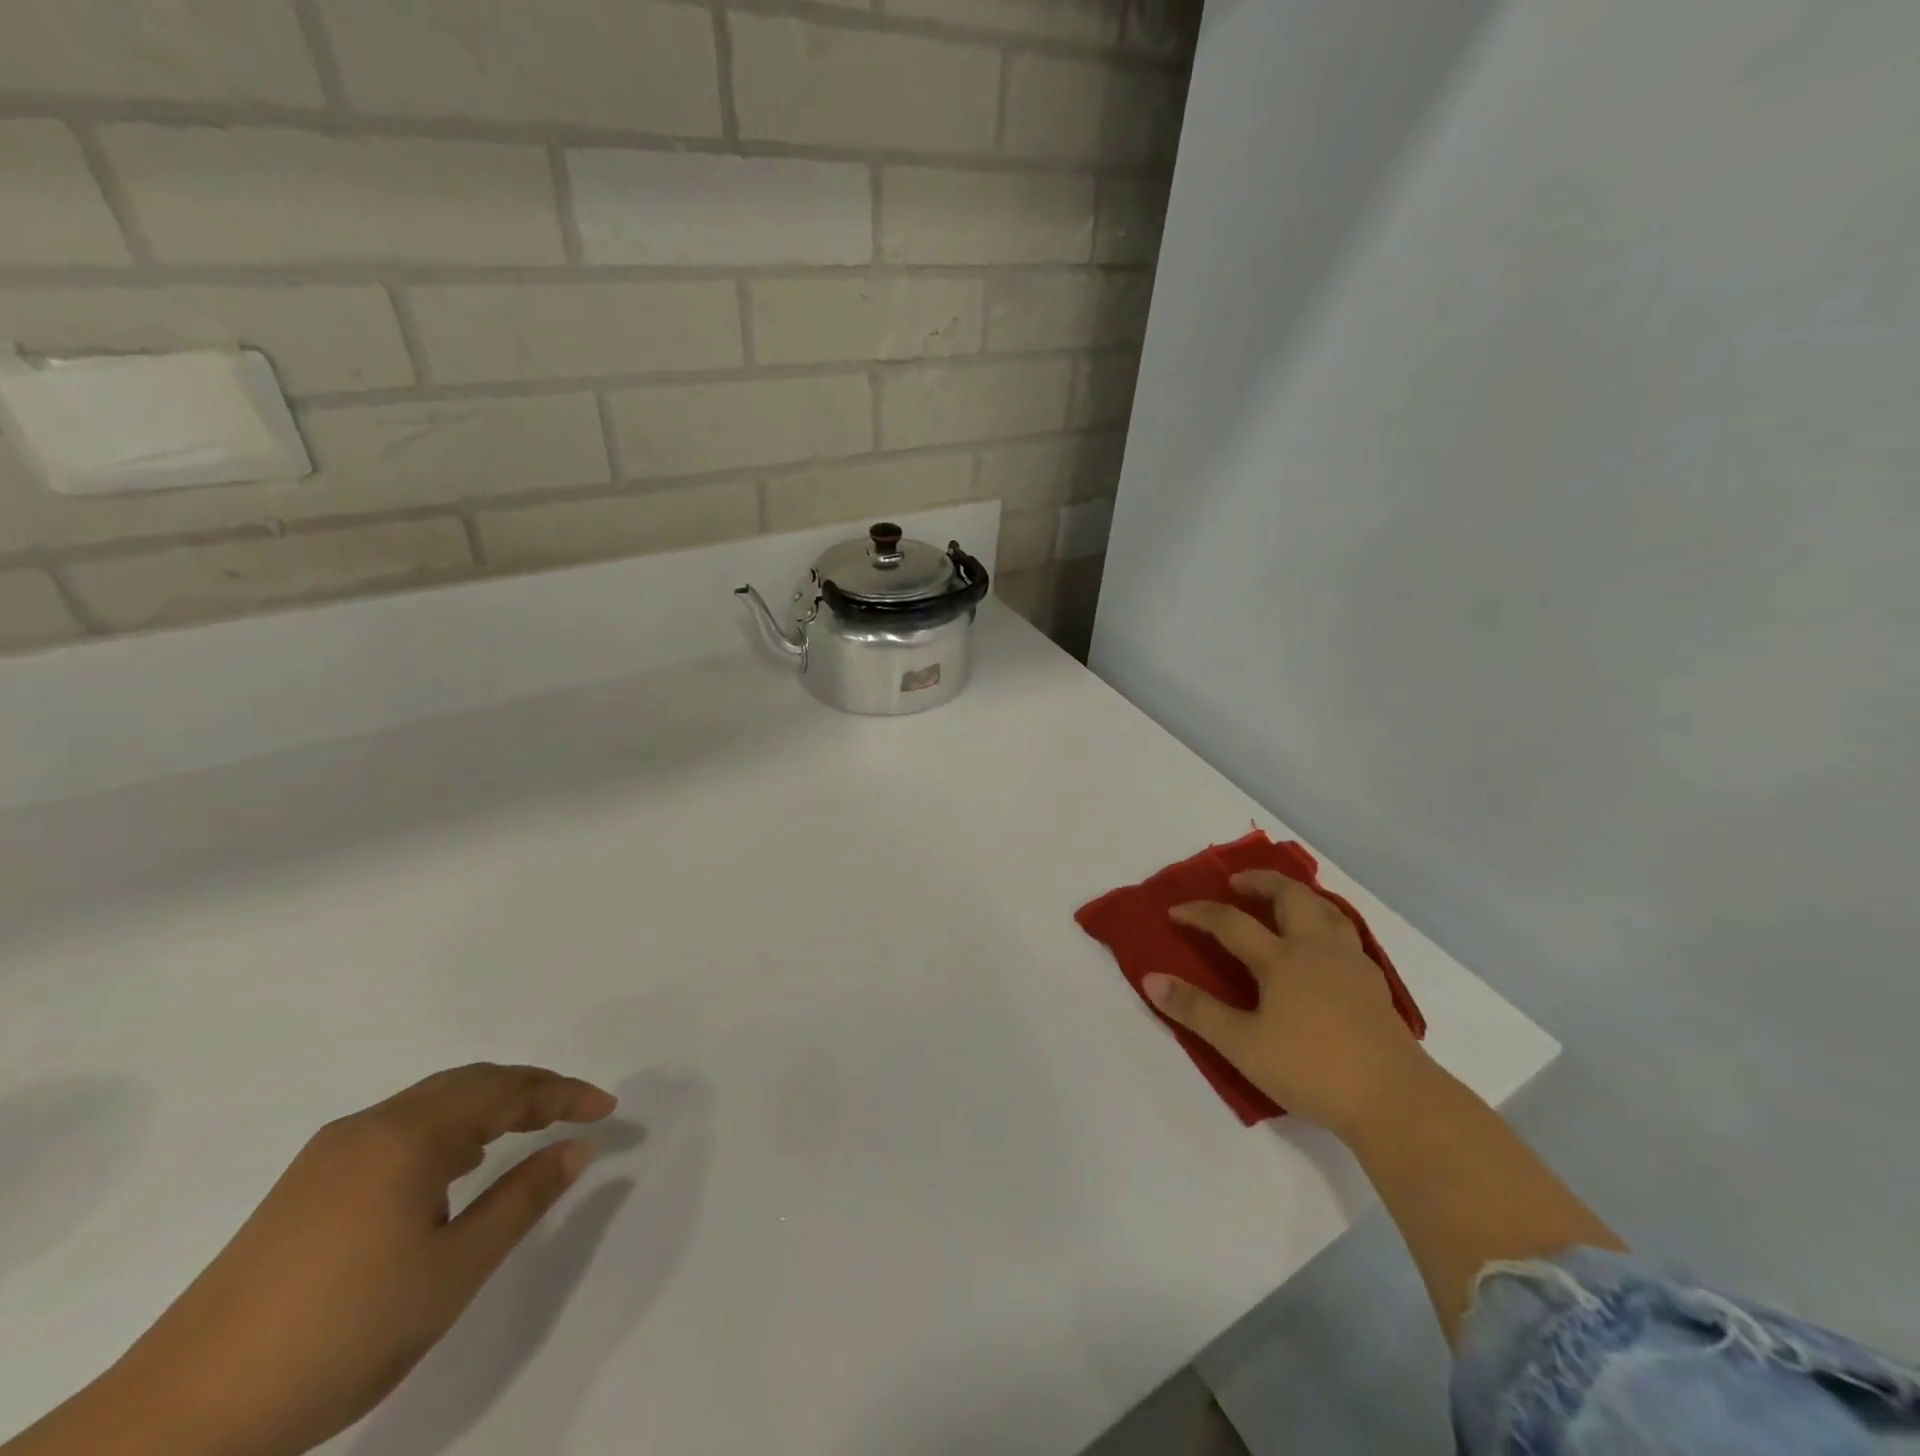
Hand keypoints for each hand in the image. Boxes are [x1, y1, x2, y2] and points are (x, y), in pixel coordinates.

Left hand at [13, 1064, 616, 1455]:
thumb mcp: (453, 1269)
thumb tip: (577, 1147)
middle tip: (574, 1112)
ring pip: (431, 1104)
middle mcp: (371, 1126)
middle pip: (469, 1083)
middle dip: (530, 1090)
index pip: (507, 1089)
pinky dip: (447, 1130)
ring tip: (526, 1132)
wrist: (175, 1422)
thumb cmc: (341, 1332)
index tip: (608, 1109)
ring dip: (488, 1107)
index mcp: (409, 1135)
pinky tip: (454, 1168)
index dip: (565, 1093)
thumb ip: (523, 1198)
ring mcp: (330, 1155)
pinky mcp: (305, 1187)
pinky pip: (399, 1130)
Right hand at [1145, 871, 1433, 1139]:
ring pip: (1326, 909)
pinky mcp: (1373, 984)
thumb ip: (1196, 1011)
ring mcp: (1350, 964)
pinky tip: (1322, 945)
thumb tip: (1151, 979)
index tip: (1175, 911)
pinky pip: (1345, 934)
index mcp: (1281, 959)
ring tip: (1283, 902)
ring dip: (1299, 896)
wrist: (1395, 1100)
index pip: (1231, 922)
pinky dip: (1325, 922)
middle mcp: (1316, 948)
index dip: (1199, 913)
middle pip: (1290, 896)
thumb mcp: (1241, 1045)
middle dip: (1260, 882)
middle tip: (1238, 884)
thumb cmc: (1311, 1069)